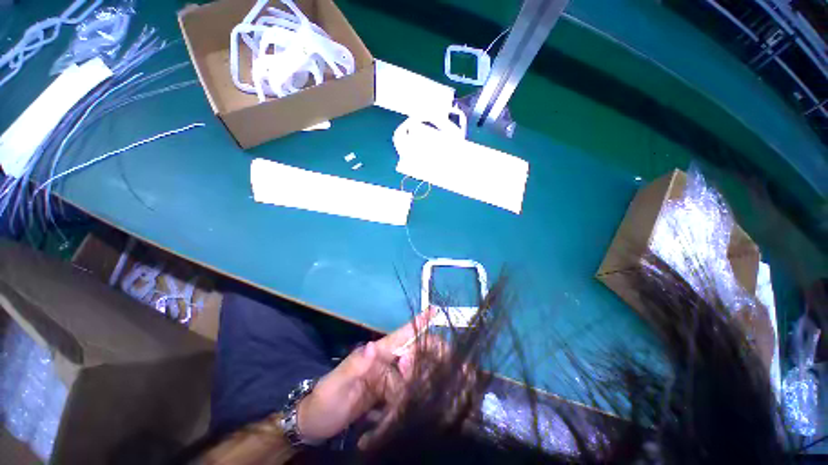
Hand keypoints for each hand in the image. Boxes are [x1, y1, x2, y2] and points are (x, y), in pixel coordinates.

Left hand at [296, 309, 434, 443]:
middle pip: (410, 354)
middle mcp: (383, 363)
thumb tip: (373, 346)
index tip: (433, 311)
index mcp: (374, 354)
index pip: (398, 336)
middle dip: (422, 360)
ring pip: (409, 375)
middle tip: (429, 369)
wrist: (315, 423)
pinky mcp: (385, 394)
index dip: (415, 324)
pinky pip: (403, 392)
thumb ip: (355, 365)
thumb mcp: (336, 384)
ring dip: (414, 384)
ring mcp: (386, 379)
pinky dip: (406, 399)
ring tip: (402, 401)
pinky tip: (405, 410)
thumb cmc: (324, 400)